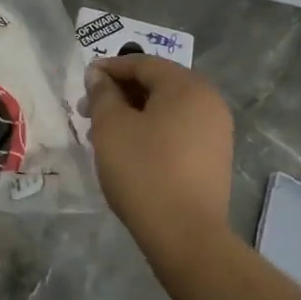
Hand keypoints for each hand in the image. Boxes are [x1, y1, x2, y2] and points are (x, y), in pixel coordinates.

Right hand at [85, 56, 233, 251]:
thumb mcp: (111, 126)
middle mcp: (209, 101)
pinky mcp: (215, 157)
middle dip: (120, 93)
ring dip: (134, 113)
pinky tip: (130, 149)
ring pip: (167, 109)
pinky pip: (179, 130)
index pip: (143, 63)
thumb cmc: (144, 170)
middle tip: (88, 110)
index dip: (109, 69)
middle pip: (157, 84)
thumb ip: (102, 93)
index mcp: (187, 86)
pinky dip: (153, 130)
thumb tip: (99, 75)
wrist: (186, 235)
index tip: (83, 82)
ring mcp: (217, 131)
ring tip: (104, 133)